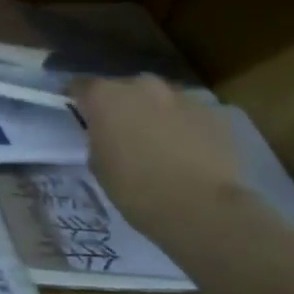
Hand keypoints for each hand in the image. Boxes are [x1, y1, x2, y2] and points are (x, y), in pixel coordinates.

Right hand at [73, 75, 246, 240]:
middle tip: (120, 131)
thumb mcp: (97, 163)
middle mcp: (141, 86)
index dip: (79, 101)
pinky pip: (188, 115)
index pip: (80, 86)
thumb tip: (107, 134)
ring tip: (156, 142)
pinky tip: (185, 151)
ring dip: (153, 113)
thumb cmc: (134, 188)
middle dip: (120, 105)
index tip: (80, 117)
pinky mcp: (214, 114)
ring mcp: (181, 97)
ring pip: (159, 99)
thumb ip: (98, 138)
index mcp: (104, 95)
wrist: (201, 208)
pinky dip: (183, 126)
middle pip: (123, 88)